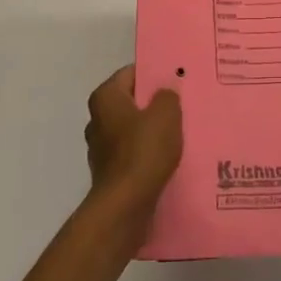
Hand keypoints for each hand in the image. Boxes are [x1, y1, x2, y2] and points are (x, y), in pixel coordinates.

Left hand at [84, 66, 182, 213]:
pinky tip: (169, 157)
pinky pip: (133, 153)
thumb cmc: (143, 151)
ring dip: (153, 130)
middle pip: (131, 102)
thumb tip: (164, 91)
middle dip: (154, 103)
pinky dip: (148, 153)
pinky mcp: (110, 172)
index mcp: (105, 98)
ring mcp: (101, 148)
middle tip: (182, 103)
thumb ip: (167, 95)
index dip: (154, 74)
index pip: (131, 73)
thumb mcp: (166, 113)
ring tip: (181, 131)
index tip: (176, 78)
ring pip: (133, 129)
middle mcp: (98, 119)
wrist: (125, 207)